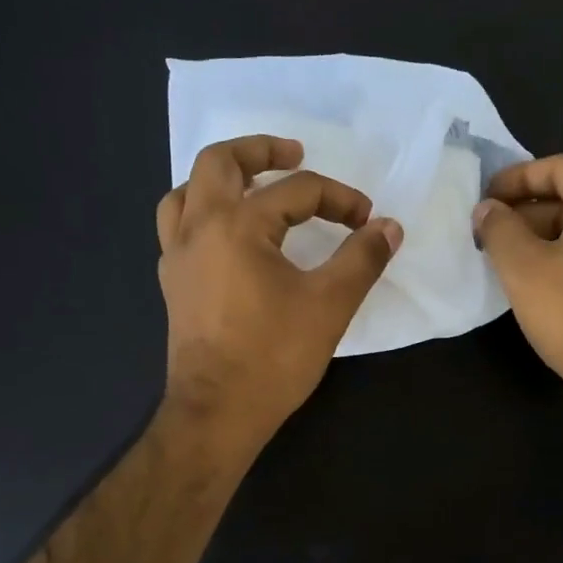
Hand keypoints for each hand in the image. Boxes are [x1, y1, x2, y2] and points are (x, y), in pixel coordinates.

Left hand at [157, 134, 402, 453]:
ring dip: (221, 178)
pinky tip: (230, 235)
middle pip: (219, 162)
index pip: (297, 191)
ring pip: (187, 191)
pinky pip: (179, 226)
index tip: (367, 221)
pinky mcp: (174, 282)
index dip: (339, 199)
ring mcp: (178, 256)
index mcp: (237, 226)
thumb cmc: (274, 356)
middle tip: (294, 154)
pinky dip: (204, 213)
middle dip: (261, 150)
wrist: (218, 412)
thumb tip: (389, 227)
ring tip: (254, 187)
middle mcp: (199, 228)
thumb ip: (363, 258)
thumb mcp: (330, 304)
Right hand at [473, 154, 562, 408]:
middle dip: (530, 212)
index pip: (562, 167)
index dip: (518, 177)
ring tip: (513, 262)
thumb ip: (499, 228)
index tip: (486, 198)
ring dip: (550, 238)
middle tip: (493, 234)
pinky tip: (548, 286)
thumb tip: (487, 209)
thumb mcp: (523, 267)